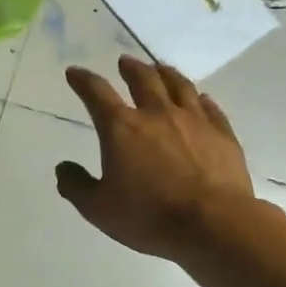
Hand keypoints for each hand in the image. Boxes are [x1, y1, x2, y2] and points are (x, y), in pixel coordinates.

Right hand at [56, 57, 258, 261]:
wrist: (214, 224)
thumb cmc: (150, 216)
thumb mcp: (99, 209)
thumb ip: (76, 186)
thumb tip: (63, 168)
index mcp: (121, 128)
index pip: (96, 93)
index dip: (83, 80)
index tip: (74, 72)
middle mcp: (157, 114)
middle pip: (143, 79)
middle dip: (130, 68)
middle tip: (125, 62)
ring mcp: (194, 121)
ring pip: (179, 85)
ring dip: (166, 73)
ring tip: (160, 68)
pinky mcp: (222, 134)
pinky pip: (211, 108)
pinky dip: (201, 99)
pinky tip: (201, 98)